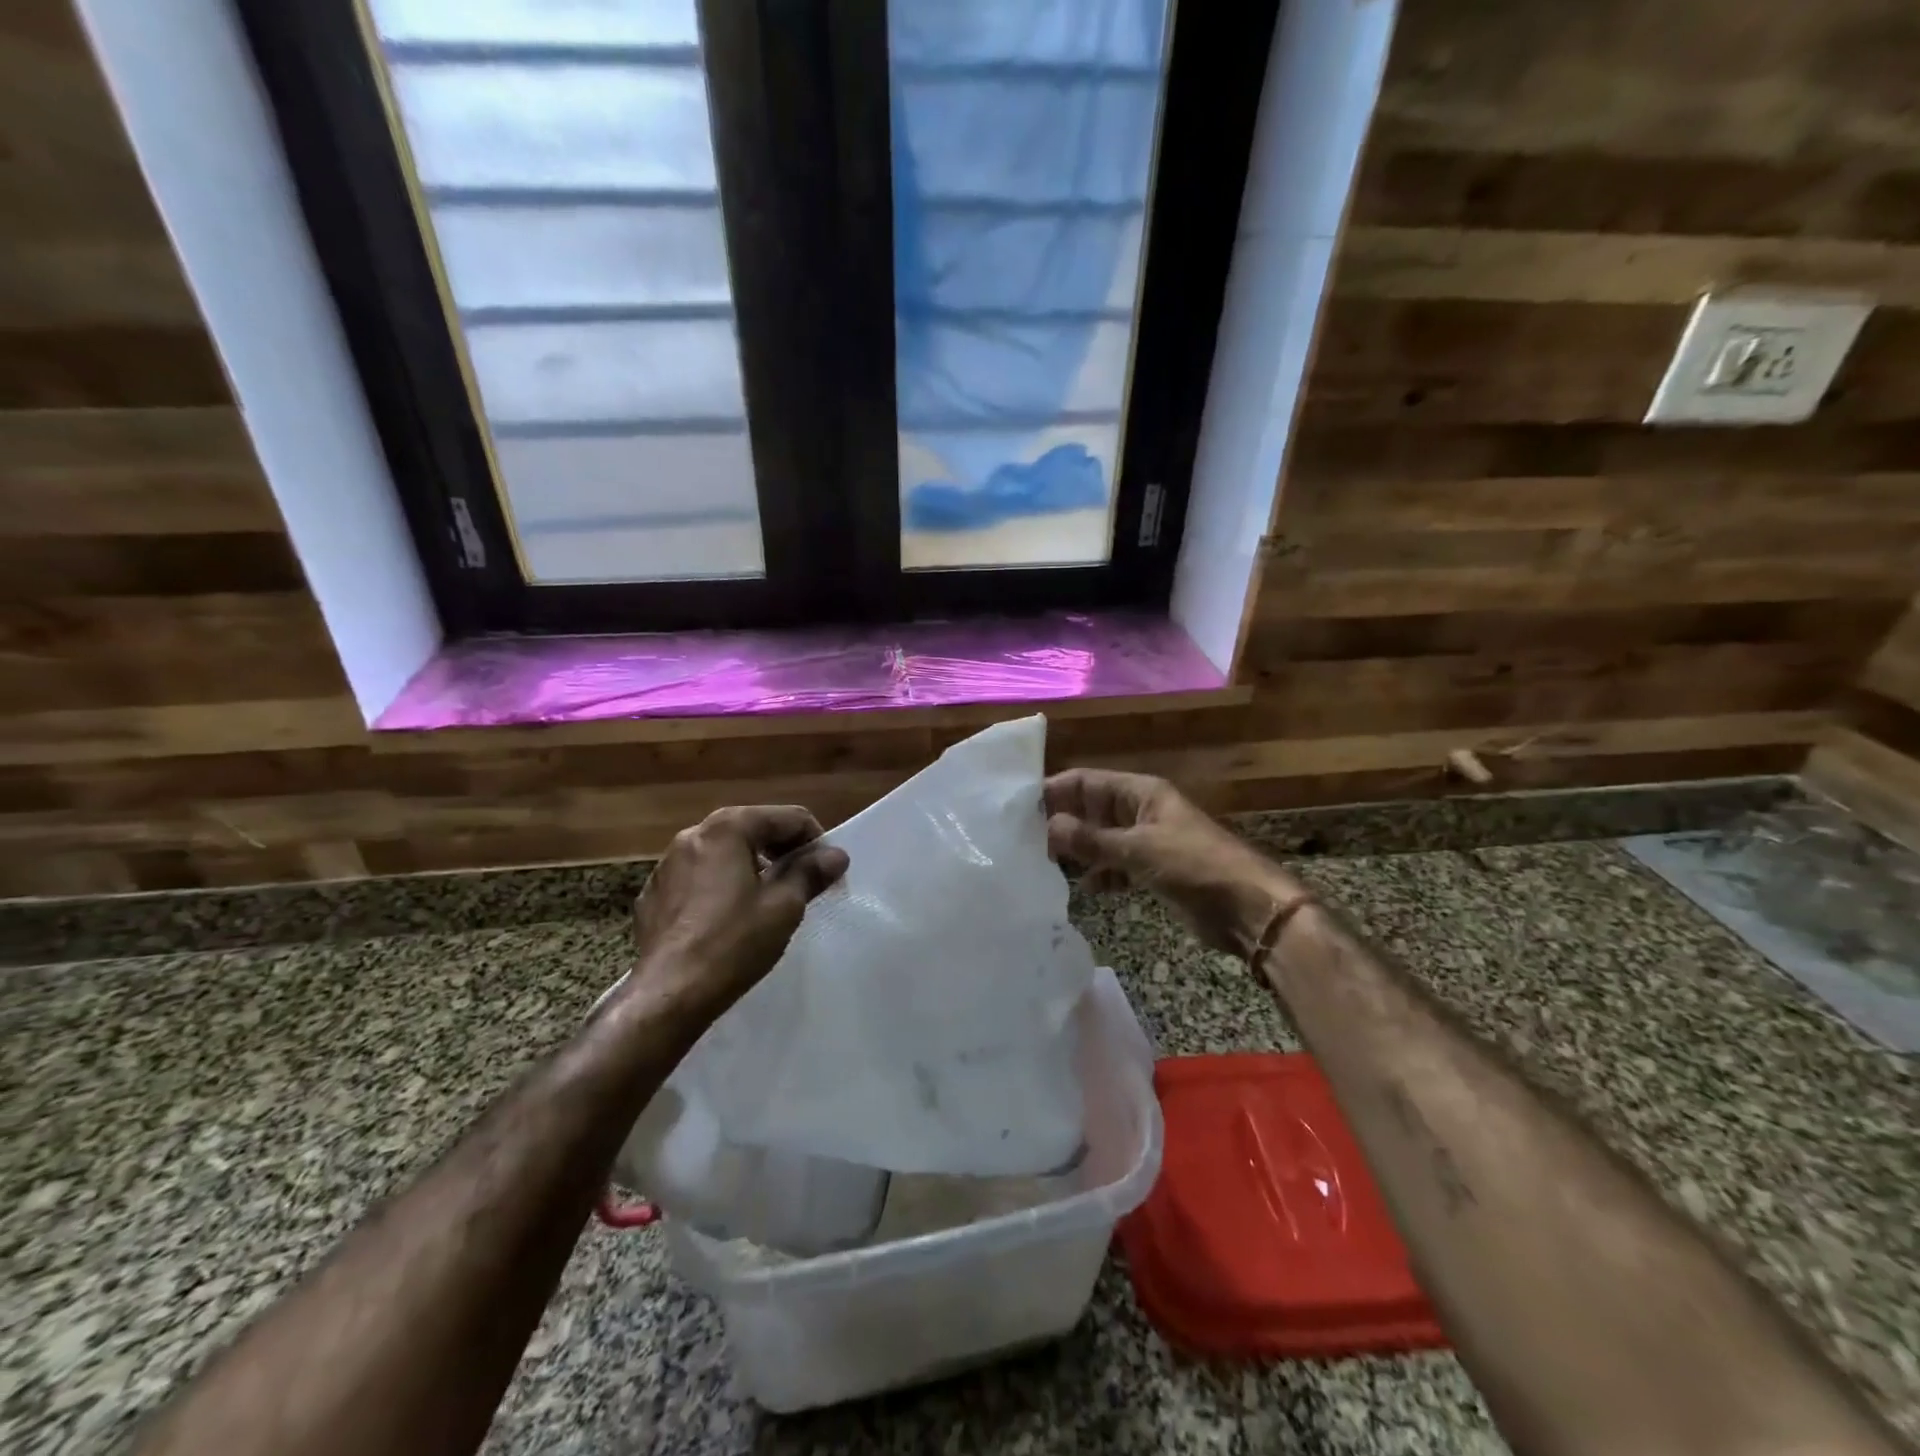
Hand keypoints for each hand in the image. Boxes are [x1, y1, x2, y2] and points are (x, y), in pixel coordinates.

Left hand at [625, 805, 848, 1019]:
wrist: (668, 995)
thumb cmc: (733, 943)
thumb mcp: (784, 906)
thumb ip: (811, 872)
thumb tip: (836, 855)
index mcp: (727, 828)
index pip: (788, 817)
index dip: (816, 841)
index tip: (828, 873)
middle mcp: (693, 835)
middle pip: (753, 829)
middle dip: (783, 852)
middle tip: (805, 885)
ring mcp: (667, 865)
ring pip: (724, 854)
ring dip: (752, 868)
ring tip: (768, 902)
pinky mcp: (653, 895)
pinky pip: (699, 878)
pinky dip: (721, 887)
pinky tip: (729, 920)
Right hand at [1044, 768, 1305, 957]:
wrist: (1249, 910)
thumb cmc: (1195, 867)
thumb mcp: (1139, 850)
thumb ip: (1092, 840)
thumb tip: (1048, 827)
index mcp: (1140, 793)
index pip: (1086, 782)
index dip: (1054, 791)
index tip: (1018, 809)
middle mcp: (1140, 811)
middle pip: (1090, 809)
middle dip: (1061, 823)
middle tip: (1023, 841)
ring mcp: (1147, 841)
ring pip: (1101, 839)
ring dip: (1078, 850)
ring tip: (1042, 865)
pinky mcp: (1153, 870)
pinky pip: (1116, 865)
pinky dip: (1100, 874)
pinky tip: (1083, 889)